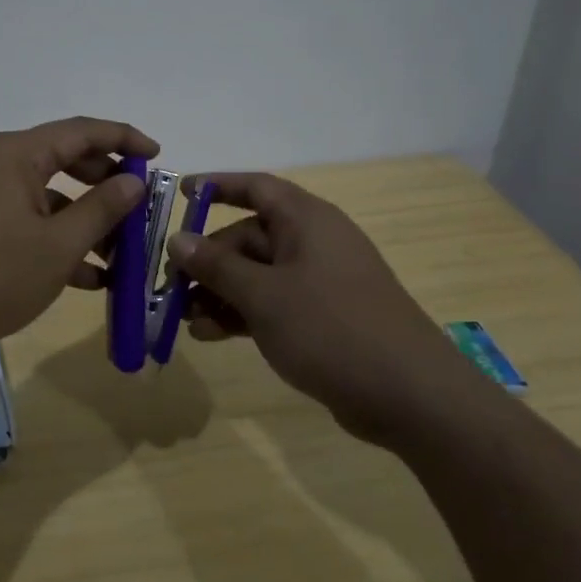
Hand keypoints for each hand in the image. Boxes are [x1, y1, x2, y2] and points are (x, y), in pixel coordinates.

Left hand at [0, 117, 158, 360]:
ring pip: (46, 196)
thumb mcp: (57, 245)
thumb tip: (133, 180)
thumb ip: (102, 209)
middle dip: (106, 185)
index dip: (124, 139)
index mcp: (16, 154)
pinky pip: (24, 220)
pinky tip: (85, 277)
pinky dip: (54, 239)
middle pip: (64, 160)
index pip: (82, 131)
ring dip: (83, 221)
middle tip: (139, 208)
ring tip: (120, 255)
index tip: (158, 155)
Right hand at [166, 173, 476, 440]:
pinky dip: (242, 314)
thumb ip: (217, 266)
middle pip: (249, 237)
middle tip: (171, 286)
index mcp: (306, 220)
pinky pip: (272, 303)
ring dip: (219, 293)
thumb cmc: (331, 328)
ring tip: (183, 319)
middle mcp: (313, 243)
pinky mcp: (323, 317)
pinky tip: (210, 335)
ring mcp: (319, 282)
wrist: (409, 395)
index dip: (217, 186)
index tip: (179, 195)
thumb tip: (178, 239)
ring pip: (257, 275)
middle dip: (208, 260)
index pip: (255, 187)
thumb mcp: (263, 295)